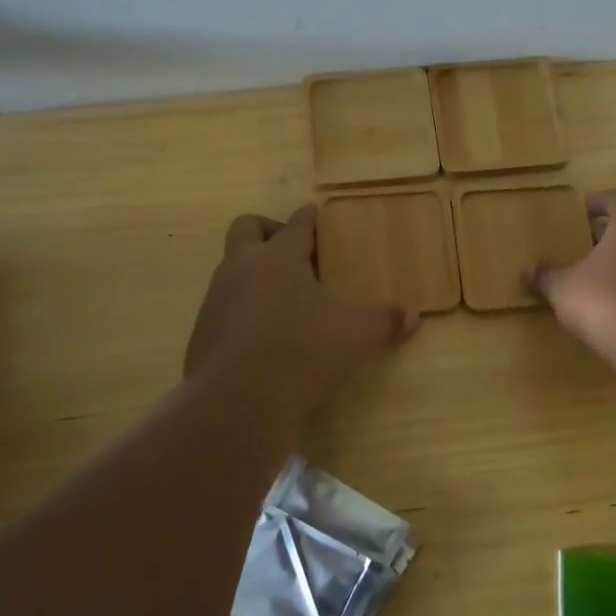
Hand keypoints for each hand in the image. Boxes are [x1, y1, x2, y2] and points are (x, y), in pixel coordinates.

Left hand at [185, 206, 418, 419]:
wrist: (238, 401)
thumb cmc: (303, 353)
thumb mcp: (356, 338)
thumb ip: (384, 322)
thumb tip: (413, 317)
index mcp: (279, 257)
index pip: (296, 224)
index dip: (310, 218)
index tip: (316, 214)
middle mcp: (241, 268)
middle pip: (247, 228)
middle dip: (268, 230)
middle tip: (294, 252)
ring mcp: (216, 299)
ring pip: (231, 268)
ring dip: (254, 272)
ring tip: (284, 299)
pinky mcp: (202, 331)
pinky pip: (223, 306)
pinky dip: (242, 309)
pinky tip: (263, 335)